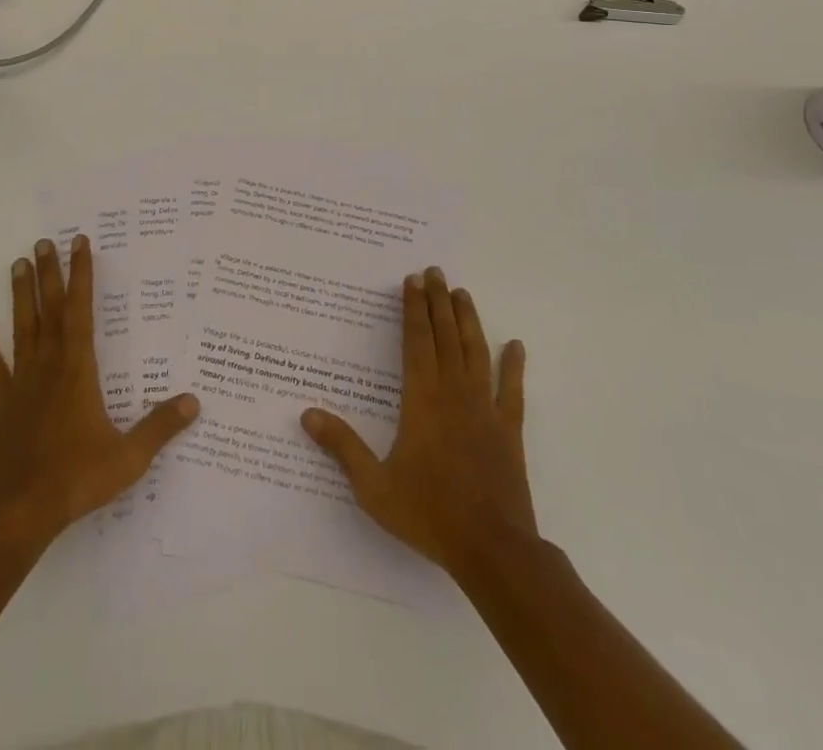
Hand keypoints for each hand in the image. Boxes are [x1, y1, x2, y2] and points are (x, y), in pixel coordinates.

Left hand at [0, 235, 199, 548]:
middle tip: (45, 241)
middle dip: (50, 274)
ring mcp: (20, 383)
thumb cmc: (74, 479)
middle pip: (49, 310)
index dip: (82, 276)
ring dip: (21, 295)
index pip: (81, 312)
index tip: (80, 243)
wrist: (16, 512)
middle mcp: (49, 366)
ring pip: (22, 328)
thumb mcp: (127, 458)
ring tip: (19, 262)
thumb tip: (194, 401)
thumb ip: (160, 427)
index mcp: (78, 371)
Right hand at [301, 266, 533, 580]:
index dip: (413, 309)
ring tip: (462, 293)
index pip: (416, 342)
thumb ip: (342, 447)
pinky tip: (515, 345)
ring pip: (476, 352)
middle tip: (435, 271)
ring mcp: (485, 409)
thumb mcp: (374, 486)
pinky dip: (514, 366)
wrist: (493, 550)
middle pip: (446, 336)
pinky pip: (512, 390)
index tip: (411, 281)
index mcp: (422, 400)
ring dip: (468, 321)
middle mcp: (454, 393)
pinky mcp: (509, 430)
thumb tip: (307, 414)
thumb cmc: (429, 514)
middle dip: (438, 301)